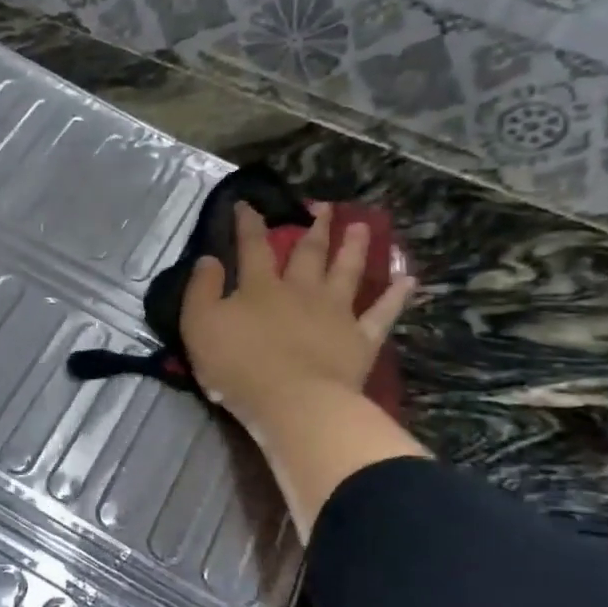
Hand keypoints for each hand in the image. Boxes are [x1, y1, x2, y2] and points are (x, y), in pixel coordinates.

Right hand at [182, 202, 415, 433]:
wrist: (293, 402)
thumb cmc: (238, 365)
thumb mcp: (199, 325)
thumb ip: (202, 289)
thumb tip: (209, 258)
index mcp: (260, 287)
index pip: (252, 247)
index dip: (249, 224)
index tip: (247, 204)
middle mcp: (300, 291)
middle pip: (309, 253)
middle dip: (314, 229)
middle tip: (325, 208)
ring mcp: (335, 313)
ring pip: (347, 272)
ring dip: (355, 248)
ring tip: (363, 227)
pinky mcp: (361, 339)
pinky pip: (382, 313)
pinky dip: (396, 296)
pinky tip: (408, 279)